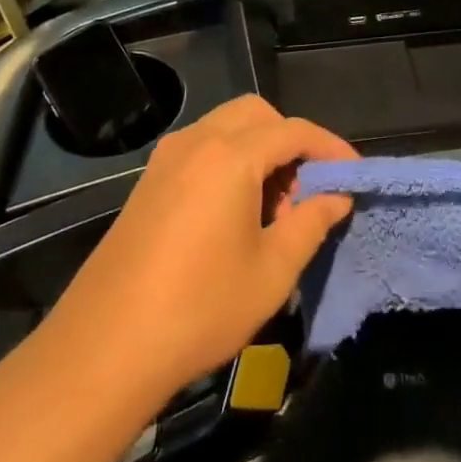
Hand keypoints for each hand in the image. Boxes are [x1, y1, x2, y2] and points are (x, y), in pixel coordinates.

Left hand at [48, 96, 354, 401]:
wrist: (106, 346)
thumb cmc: (200, 308)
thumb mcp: (272, 271)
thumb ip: (311, 223)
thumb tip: (337, 197)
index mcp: (230, 155)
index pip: (294, 131)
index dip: (331, 149)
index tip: (355, 176)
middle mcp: (196, 142)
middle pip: (257, 115)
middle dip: (291, 141)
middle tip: (309, 189)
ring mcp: (166, 159)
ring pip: (226, 129)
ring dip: (260, 151)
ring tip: (276, 209)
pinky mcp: (149, 182)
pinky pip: (202, 150)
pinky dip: (230, 162)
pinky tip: (237, 214)